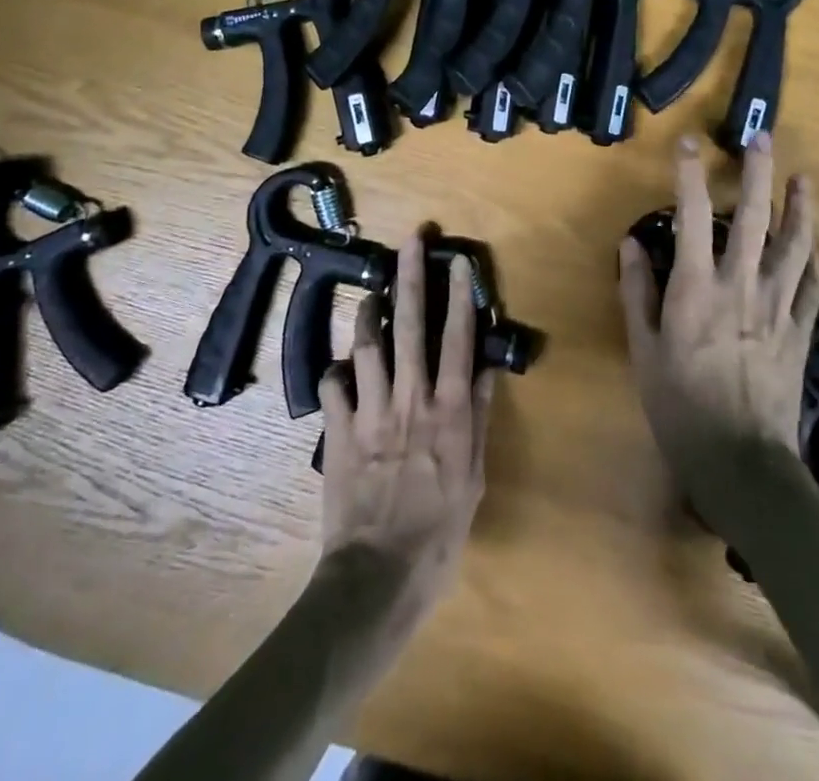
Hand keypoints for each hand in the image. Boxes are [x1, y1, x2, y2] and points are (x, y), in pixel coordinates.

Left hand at [317, 233, 493, 604]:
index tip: (459, 261)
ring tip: (373, 295)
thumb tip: (484, 369)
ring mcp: (370, 412)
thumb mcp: (474, 477)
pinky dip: (336, 372)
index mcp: (447, 409)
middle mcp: (410, 398)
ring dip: (370, 314)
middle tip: (411, 241)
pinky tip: (340, 368)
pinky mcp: (338, 432)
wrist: (378, 576)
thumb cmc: (439, 531)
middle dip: (411, 278)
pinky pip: (333, 387)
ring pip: (367, 345)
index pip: (457, 338)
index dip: (459, 296)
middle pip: (411, 325)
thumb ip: (478, 418)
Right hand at [618, 133, 818, 511]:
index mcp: (696, 289)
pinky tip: (814, 242)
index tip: (688, 144)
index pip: (691, 217)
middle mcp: (740, 286)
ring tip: (803, 179)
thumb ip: (637, 292)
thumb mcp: (642, 349)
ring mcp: (777, 307)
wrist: (739, 461)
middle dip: (758, 172)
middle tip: (762, 137)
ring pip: (794, 245)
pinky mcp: (800, 331)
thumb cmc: (679, 406)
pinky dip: (813, 258)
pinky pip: (811, 285)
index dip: (689, 175)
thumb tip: (632, 243)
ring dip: (800, 208)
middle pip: (753, 218)